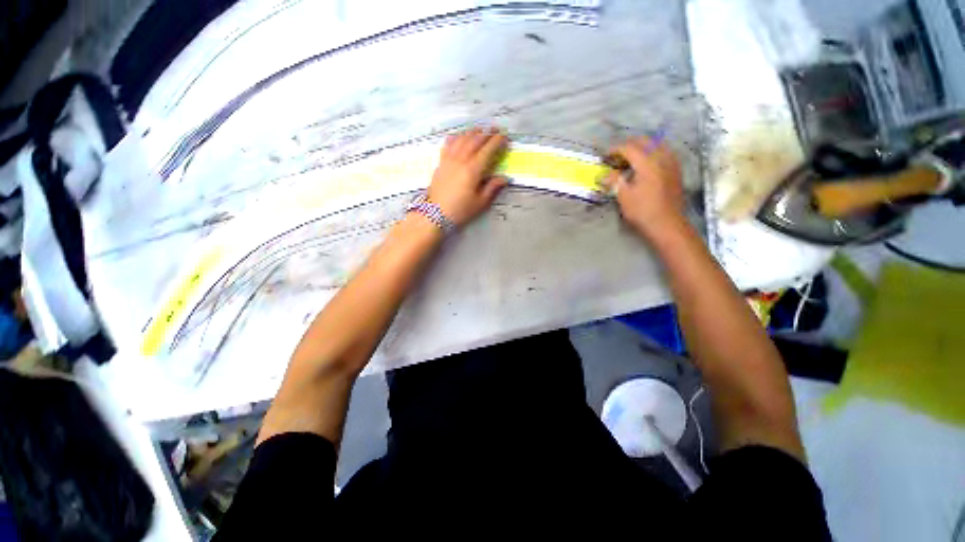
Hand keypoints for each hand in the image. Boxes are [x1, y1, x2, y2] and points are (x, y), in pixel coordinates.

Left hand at [428, 128, 508, 226]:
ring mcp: (449, 159)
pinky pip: (448, 143)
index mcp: (473, 170)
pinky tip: (460, 136)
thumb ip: (492, 188)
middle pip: (475, 140)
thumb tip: (504, 178)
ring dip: (472, 132)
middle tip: (496, 129)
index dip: (497, 141)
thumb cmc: (460, 209)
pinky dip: (456, 137)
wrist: (436, 213)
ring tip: (480, 129)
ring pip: (462, 139)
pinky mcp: (441, 162)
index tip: (505, 136)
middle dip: (487, 133)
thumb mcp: (480, 202)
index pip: (488, 150)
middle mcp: (461, 160)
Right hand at [606, 136, 689, 243]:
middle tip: (617, 155)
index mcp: (647, 164)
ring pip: (658, 144)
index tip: (605, 155)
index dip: (615, 149)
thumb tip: (604, 174)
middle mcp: (661, 159)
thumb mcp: (624, 197)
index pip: (629, 148)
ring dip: (643, 146)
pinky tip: (648, 162)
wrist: (666, 224)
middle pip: (645, 142)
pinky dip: (654, 152)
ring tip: (632, 156)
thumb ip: (614, 181)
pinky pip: (666, 152)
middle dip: (629, 145)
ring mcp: (671, 164)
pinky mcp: (676, 171)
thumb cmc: (642, 211)